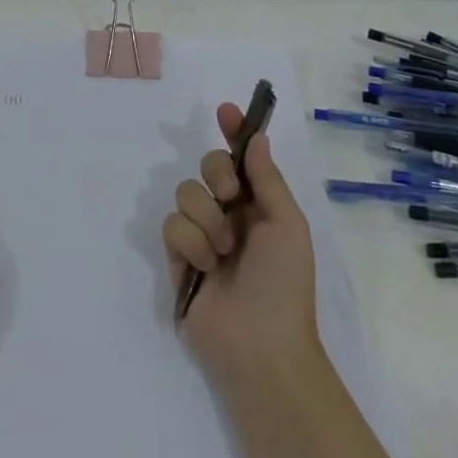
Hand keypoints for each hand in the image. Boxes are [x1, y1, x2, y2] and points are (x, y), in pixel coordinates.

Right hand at [161, 103, 319, 387]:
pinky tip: (204, 267)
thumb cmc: (284, 284)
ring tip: (223, 252)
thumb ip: (267, 178)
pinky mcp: (178, 257)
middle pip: (206, 165)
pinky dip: (189, 242)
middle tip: (229, 195)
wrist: (261, 347)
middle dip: (215, 173)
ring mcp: (201, 235)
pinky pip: (171, 224)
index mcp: (258, 205)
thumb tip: (256, 137)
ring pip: (185, 192)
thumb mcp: (287, 225)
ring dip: (206, 219)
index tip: (226, 110)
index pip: (242, 158)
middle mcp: (228, 214)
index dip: (234, 132)